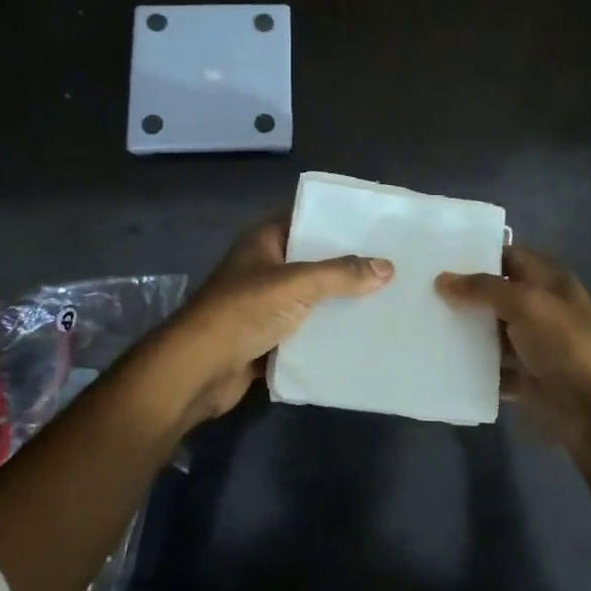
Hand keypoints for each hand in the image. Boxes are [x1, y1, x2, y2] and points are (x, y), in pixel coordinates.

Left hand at [156, 218, 393, 426]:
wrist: (198, 370)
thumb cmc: (243, 311)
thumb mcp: (297, 284)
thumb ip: (341, 274)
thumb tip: (387, 267)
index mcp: (263, 242)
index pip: (305, 221)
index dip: (337, 223)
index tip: (375, 228)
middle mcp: (263, 268)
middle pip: (312, 261)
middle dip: (346, 266)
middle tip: (392, 266)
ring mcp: (263, 304)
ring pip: (310, 298)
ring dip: (338, 303)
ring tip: (385, 300)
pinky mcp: (266, 338)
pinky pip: (304, 331)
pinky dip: (325, 334)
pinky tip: (360, 336)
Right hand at [436, 246, 590, 470]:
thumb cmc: (565, 343)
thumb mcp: (525, 303)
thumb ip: (483, 288)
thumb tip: (442, 279)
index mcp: (550, 282)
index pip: (510, 258)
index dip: (479, 255)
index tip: (440, 257)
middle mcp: (543, 310)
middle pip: (498, 296)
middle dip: (465, 295)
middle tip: (422, 291)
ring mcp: (535, 346)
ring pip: (493, 334)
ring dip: (466, 333)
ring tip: (423, 324)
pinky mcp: (527, 379)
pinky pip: (494, 370)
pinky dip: (474, 369)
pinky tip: (443, 363)